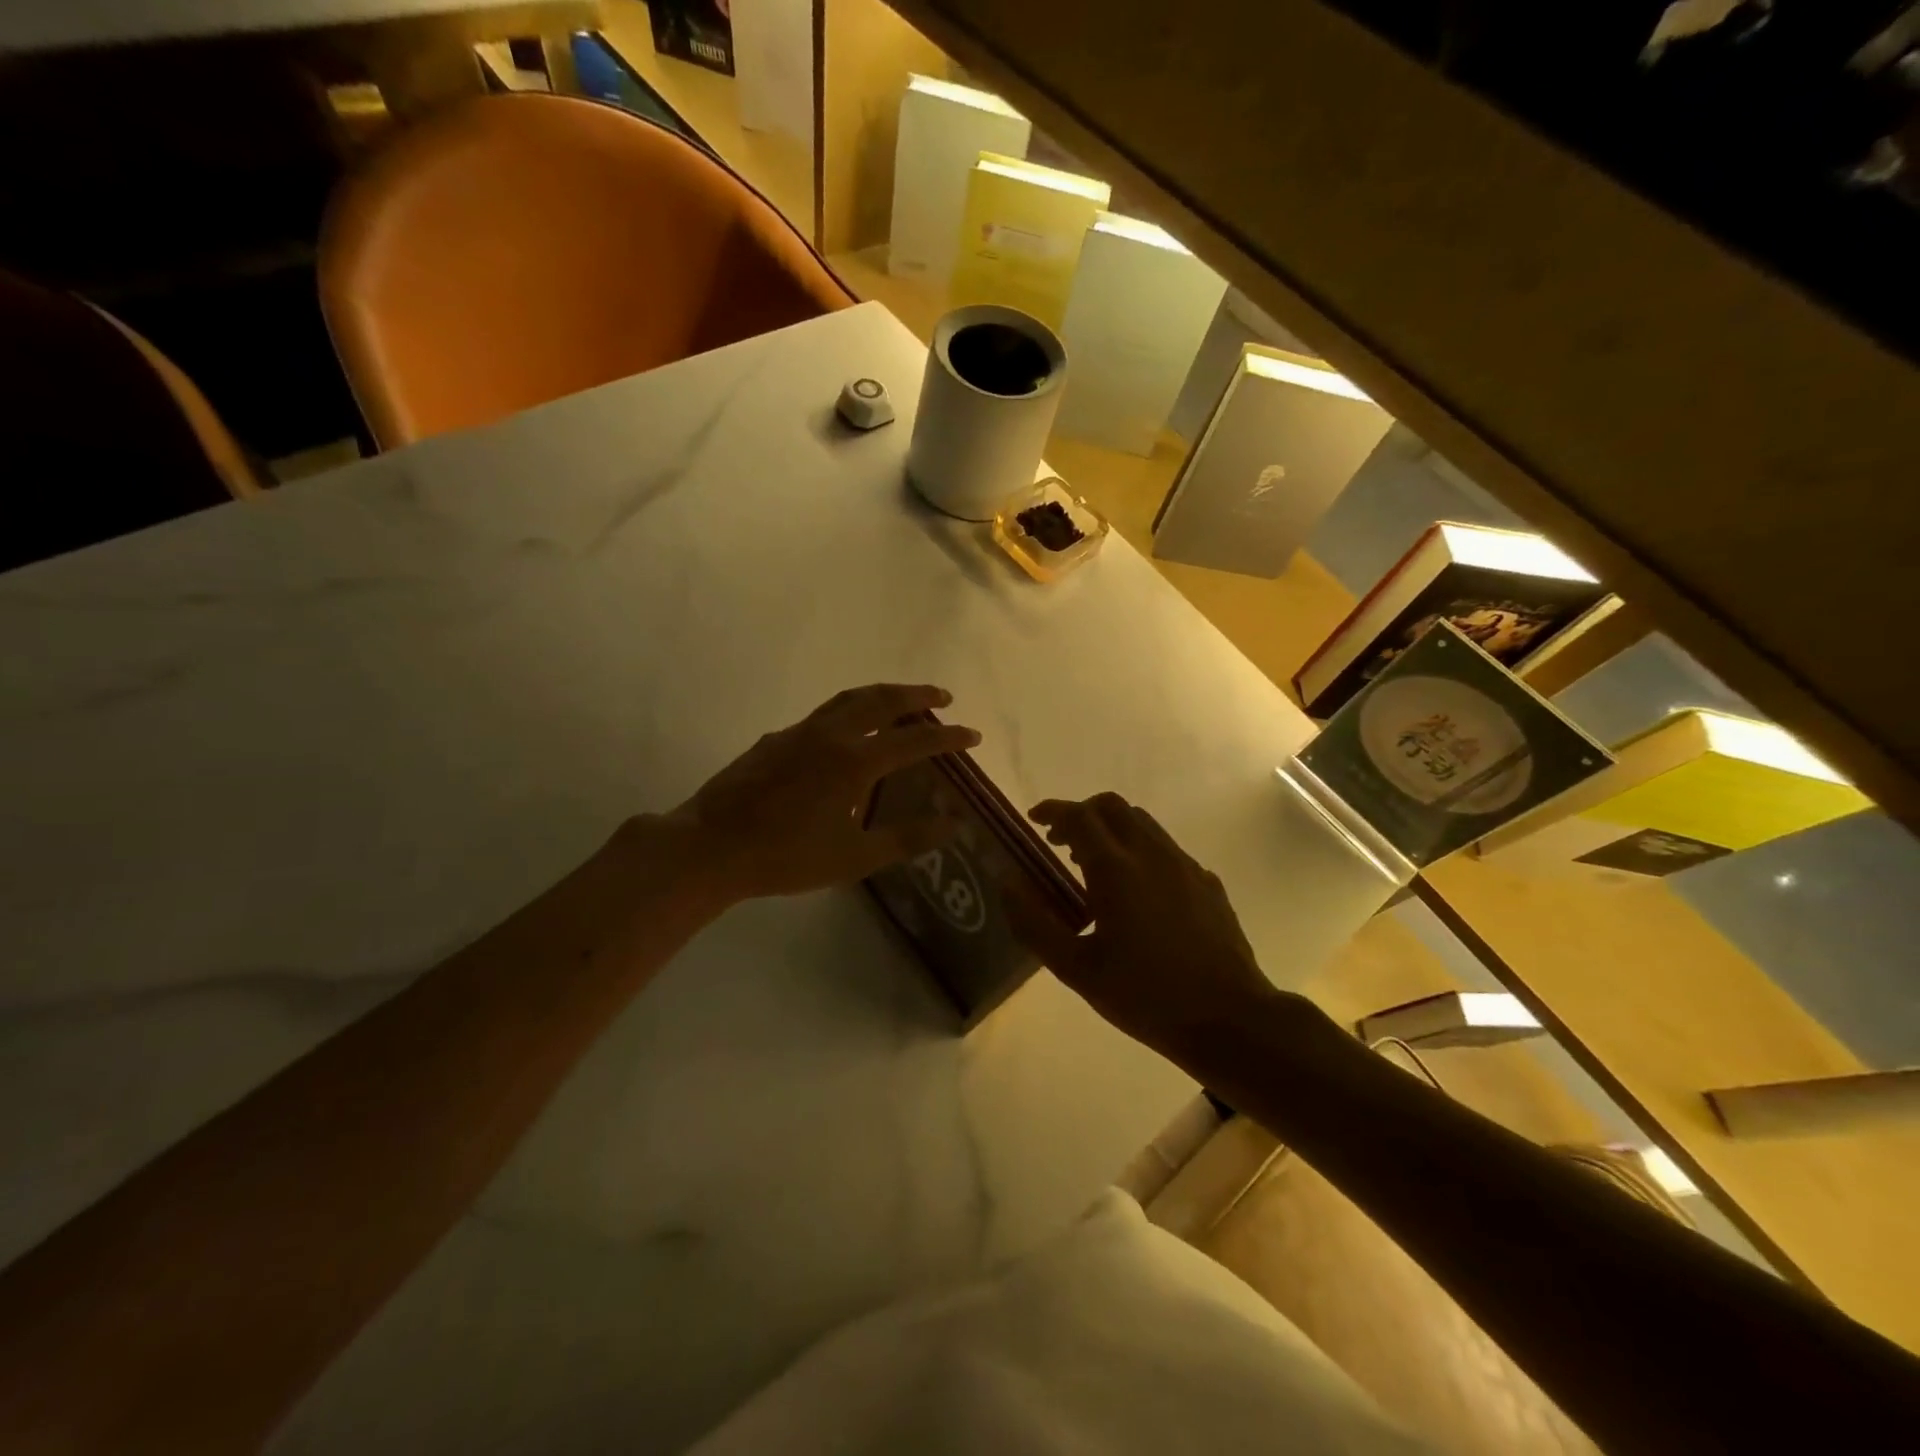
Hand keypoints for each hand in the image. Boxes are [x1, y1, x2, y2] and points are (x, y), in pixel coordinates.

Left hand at [660, 683, 979, 902]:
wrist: (711, 848)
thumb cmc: (787, 857)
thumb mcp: (855, 858)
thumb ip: (907, 838)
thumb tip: (953, 824)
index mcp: (855, 762)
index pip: (916, 739)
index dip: (949, 737)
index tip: (974, 735)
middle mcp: (831, 736)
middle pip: (882, 700)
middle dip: (917, 694)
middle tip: (942, 695)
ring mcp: (799, 733)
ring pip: (849, 699)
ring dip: (881, 695)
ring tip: (900, 701)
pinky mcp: (775, 740)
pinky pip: (822, 716)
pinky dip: (848, 713)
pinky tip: (845, 736)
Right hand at [1006, 792, 1282, 1062]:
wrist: (1229, 1018)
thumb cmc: (1145, 996)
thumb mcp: (1076, 969)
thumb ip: (1035, 924)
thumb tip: (1007, 884)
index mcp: (1116, 869)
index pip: (1079, 816)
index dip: (1053, 810)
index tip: (1034, 819)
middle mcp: (1151, 854)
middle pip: (1113, 807)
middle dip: (1082, 814)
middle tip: (1062, 842)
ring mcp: (1185, 866)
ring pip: (1143, 824)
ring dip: (1112, 830)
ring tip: (1095, 866)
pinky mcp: (1207, 883)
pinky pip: (1166, 849)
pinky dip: (1141, 852)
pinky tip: (1138, 893)